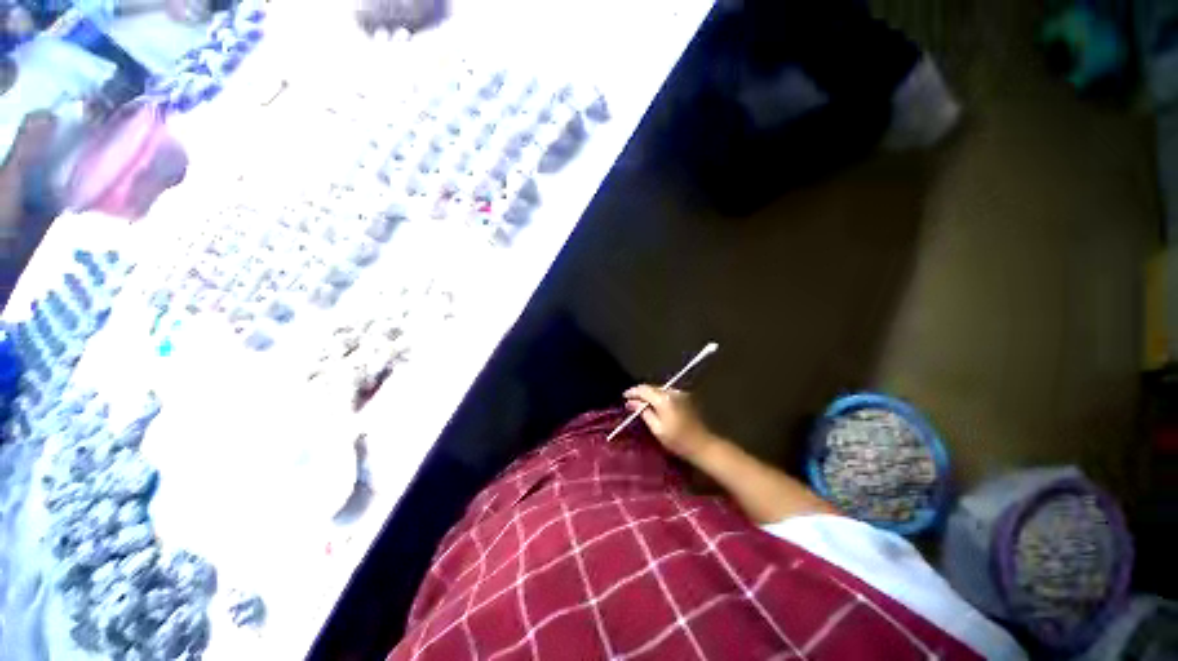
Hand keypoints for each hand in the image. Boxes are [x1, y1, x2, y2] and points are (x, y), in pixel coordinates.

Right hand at [623, 385, 715, 459]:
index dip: (633, 392)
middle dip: (641, 393)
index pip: (644, 390)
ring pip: (660, 389)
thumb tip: (631, 403)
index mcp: (664, 399)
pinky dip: (660, 397)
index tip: (624, 396)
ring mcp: (681, 393)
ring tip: (642, 403)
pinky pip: (668, 393)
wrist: (703, 445)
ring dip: (651, 394)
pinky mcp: (687, 397)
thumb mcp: (657, 429)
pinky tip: (656, 405)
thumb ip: (644, 412)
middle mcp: (673, 392)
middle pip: (653, 388)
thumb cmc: (678, 441)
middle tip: (631, 401)